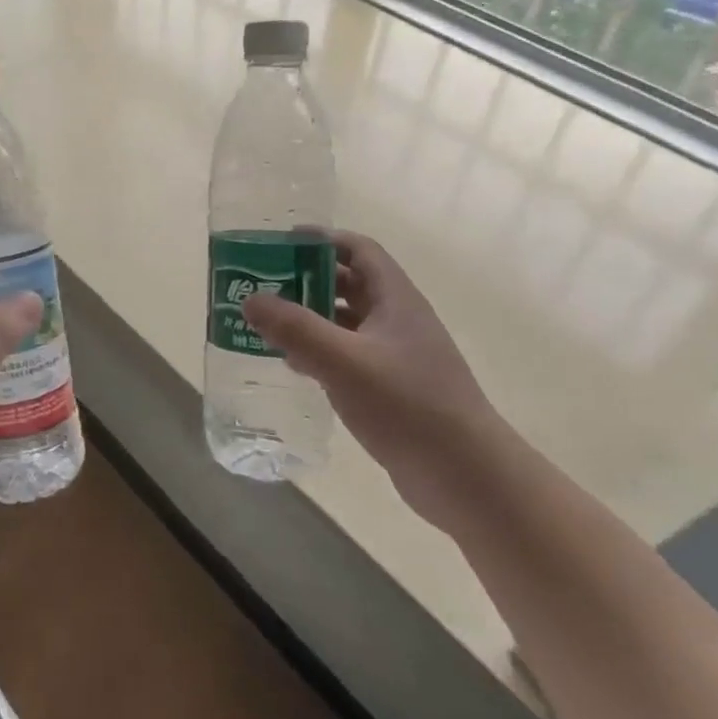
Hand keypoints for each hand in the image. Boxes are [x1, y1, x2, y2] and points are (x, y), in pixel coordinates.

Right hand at [241, 230, 506, 529]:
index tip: (279, 242)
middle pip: (348, 283)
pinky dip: (319, 351)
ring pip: (345, 322)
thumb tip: (250, 300)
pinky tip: (292, 364)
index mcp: (396, 300)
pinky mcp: (390, 388)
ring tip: (266, 322)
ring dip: (309, 317)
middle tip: (261, 283)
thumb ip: (295, 329)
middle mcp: (397, 320)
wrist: (467, 478)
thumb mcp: (344, 362)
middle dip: (306, 279)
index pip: (358, 250)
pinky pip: (347, 356)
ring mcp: (396, 356)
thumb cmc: (408, 406)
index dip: (321, 240)